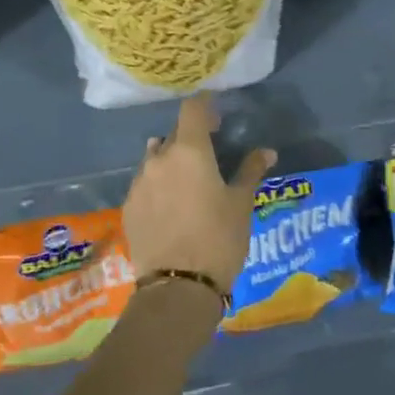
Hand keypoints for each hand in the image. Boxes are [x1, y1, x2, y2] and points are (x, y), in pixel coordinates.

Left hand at [124, 95, 273, 299]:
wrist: (177, 288)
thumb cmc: (219, 239)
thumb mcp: (241, 204)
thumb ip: (251, 171)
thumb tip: (266, 151)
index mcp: (189, 151)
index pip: (193, 109)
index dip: (205, 106)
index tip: (217, 116)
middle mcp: (159, 158)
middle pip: (175, 134)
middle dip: (191, 138)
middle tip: (209, 154)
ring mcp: (139, 183)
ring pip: (156, 158)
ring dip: (171, 161)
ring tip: (188, 181)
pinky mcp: (128, 207)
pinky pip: (145, 183)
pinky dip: (158, 185)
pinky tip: (171, 206)